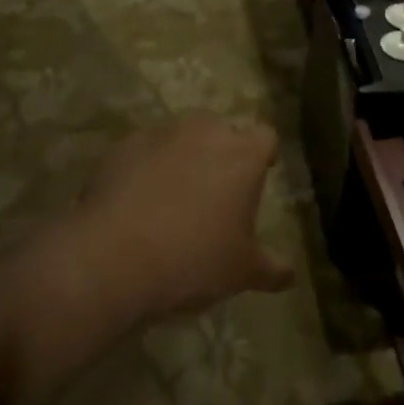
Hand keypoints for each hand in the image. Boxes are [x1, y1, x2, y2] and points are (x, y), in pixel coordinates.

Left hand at [71, 113, 292, 323]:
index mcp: (242, 155)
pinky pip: (144, 149)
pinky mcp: (122, 146)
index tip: (261, 172)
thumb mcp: (241, 272)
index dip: (264, 153)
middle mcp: (204, 132)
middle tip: (216, 186)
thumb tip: (290, 276)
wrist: (113, 256)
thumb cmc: (193, 259)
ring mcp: (160, 134)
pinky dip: (146, 164)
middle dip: (222, 150)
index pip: (265, 137)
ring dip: (183, 154)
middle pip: (221, 128)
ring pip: (180, 134)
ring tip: (175, 191)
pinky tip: (138, 198)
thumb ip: (271, 269)